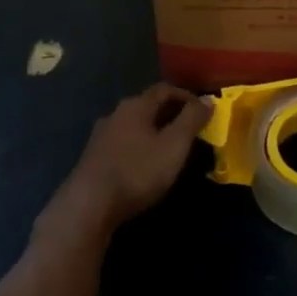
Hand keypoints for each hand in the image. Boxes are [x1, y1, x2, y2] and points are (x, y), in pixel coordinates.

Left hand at [37, 84, 208, 241]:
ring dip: (153, 131)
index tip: (202, 110)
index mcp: (136, 105)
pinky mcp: (93, 158)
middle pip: (147, 105)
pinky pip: (123, 143)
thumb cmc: (137, 171)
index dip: (186, 96)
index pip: (164, 89)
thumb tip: (208, 99)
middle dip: (170, 114)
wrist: (88, 206)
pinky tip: (144, 164)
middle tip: (189, 129)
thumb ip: (191, 120)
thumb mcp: (174, 145)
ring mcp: (101, 136)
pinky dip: (139, 146)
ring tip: (169, 148)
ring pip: (134, 125)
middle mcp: (116, 113)